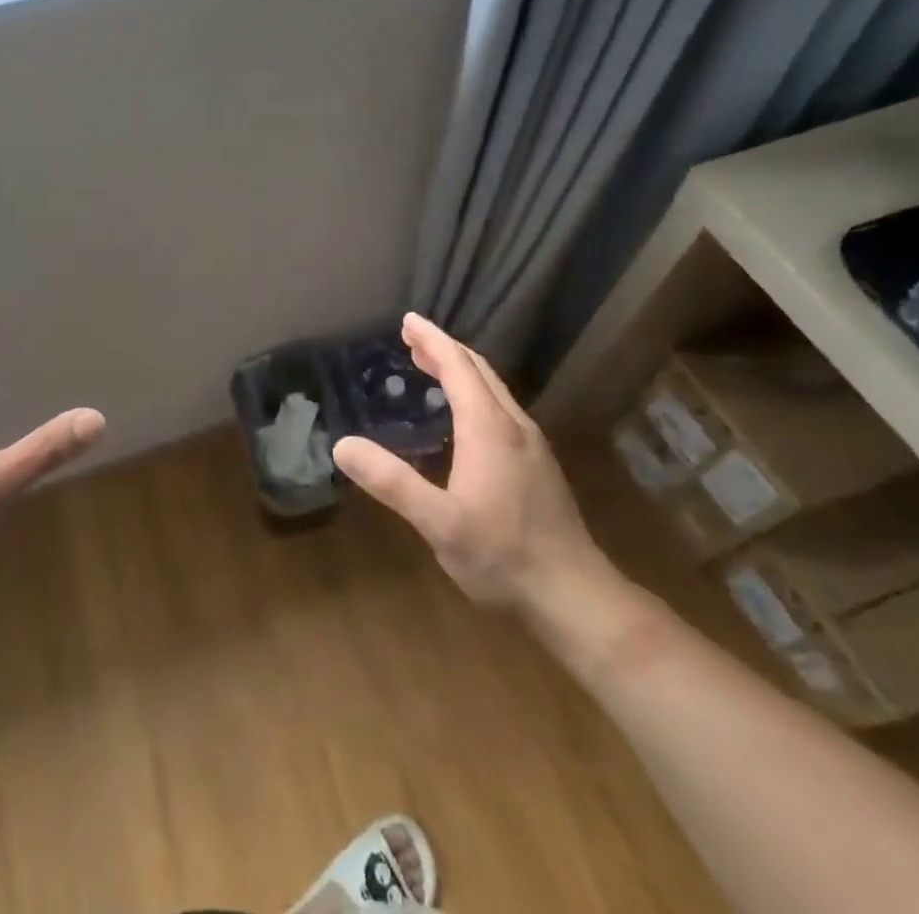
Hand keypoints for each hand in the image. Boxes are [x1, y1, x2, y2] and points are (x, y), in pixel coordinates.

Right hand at [333, 312, 608, 609]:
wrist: (576, 598)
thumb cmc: (503, 556)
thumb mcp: (438, 522)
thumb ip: (391, 482)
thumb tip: (343, 445)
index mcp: (489, 428)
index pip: (458, 367)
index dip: (432, 340)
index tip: (408, 320)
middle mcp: (514, 426)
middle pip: (479, 371)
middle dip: (444, 349)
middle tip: (412, 338)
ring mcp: (532, 446)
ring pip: (494, 390)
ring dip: (461, 370)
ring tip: (431, 366)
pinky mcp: (538, 466)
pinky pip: (501, 409)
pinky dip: (475, 393)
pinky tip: (464, 417)